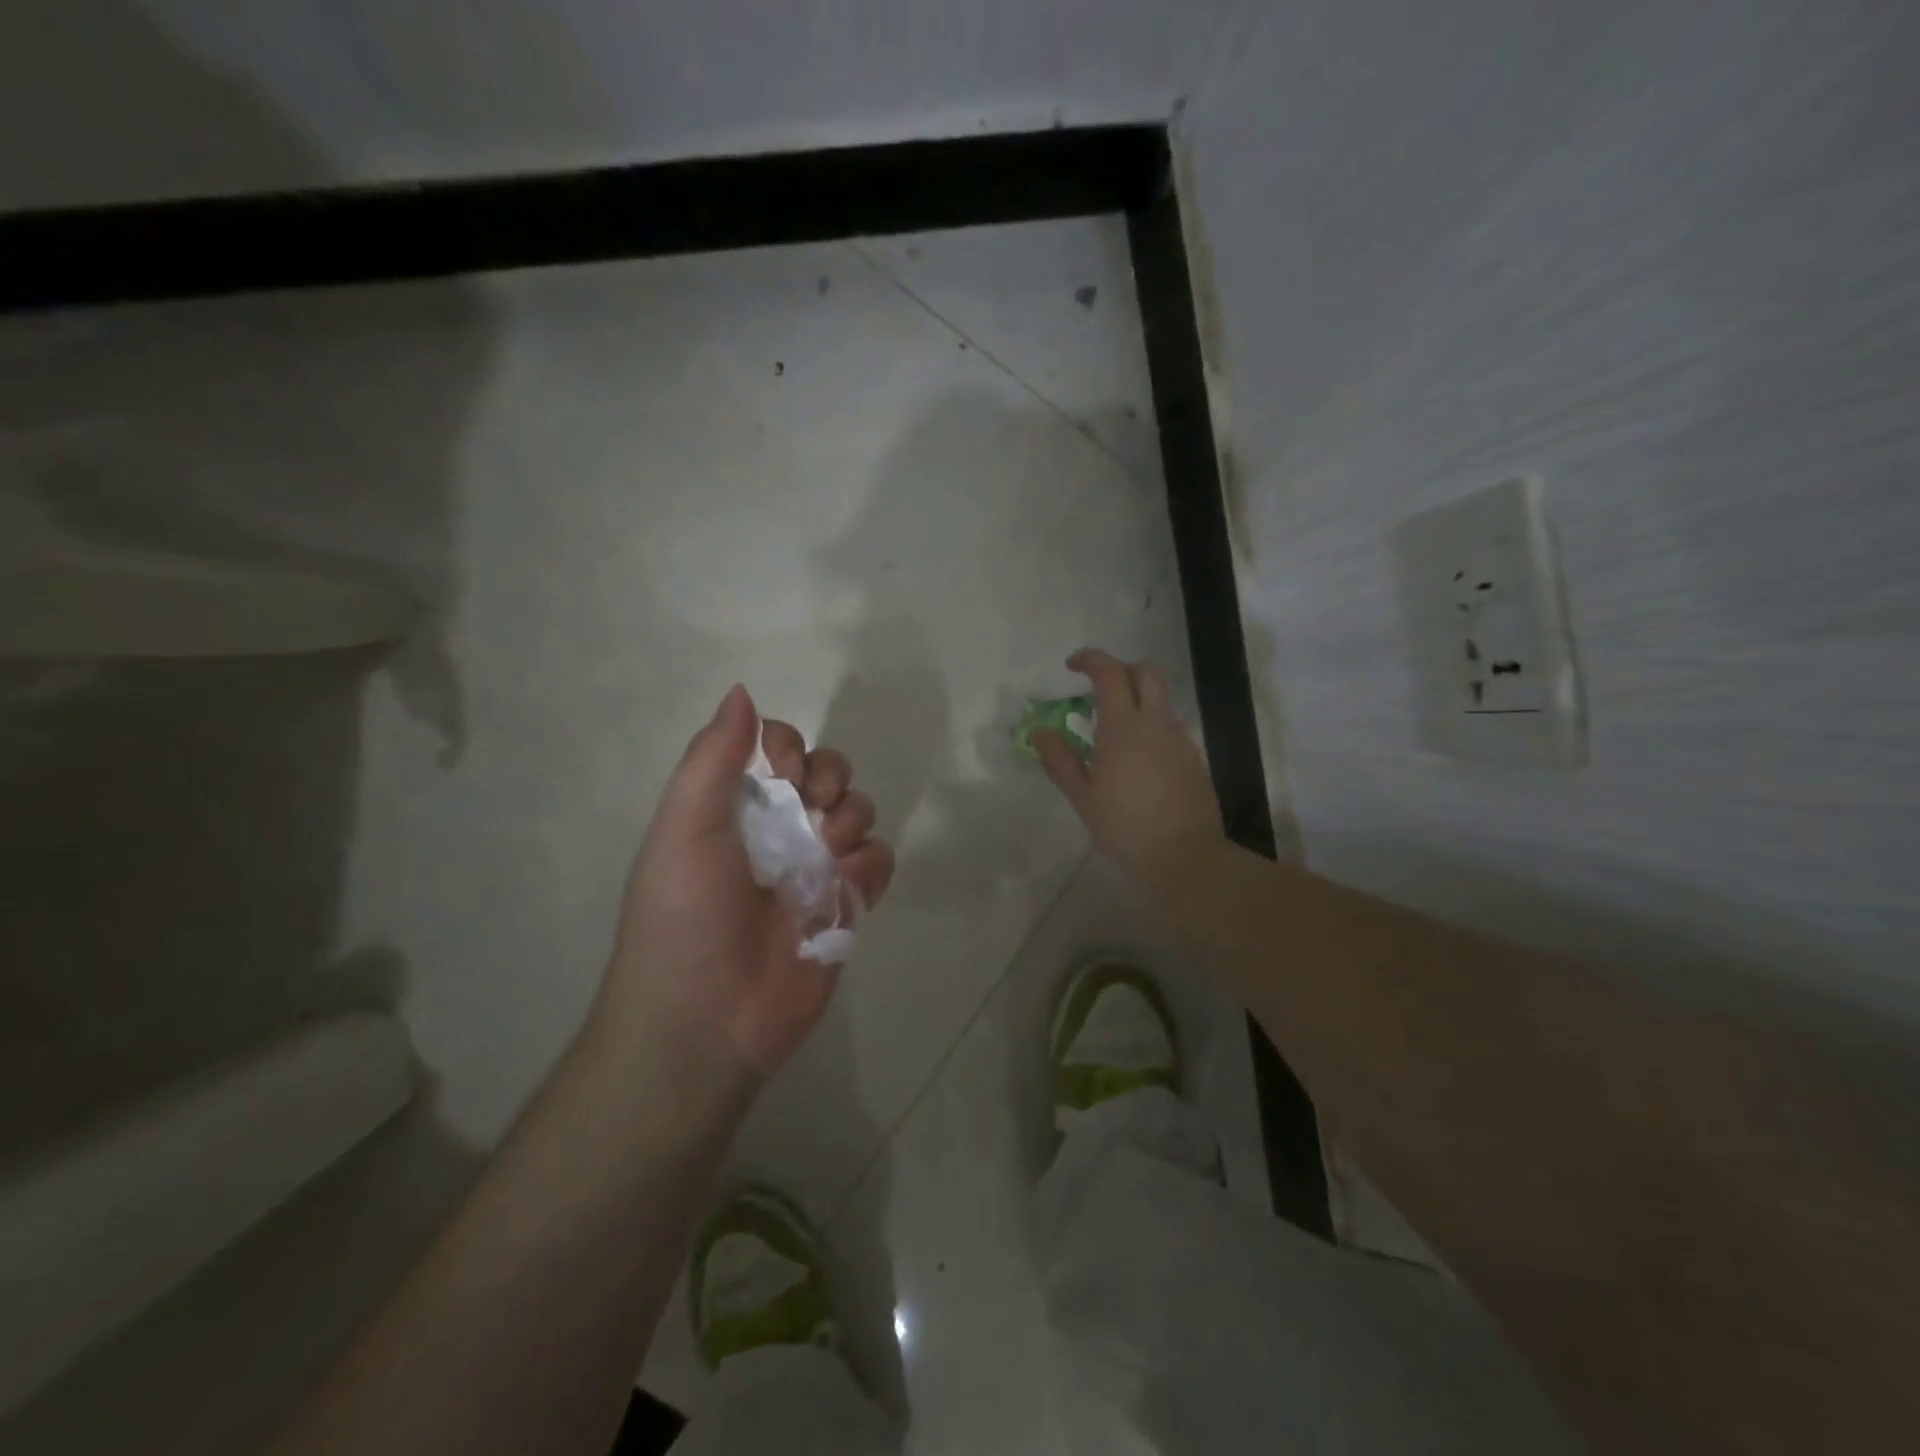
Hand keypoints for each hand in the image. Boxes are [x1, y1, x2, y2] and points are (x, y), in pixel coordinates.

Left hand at [596, 685, 894, 1097]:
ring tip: (828, 856)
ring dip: (851, 819)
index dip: (790, 744)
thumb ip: (713, 758)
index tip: (784, 768)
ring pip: (859, 811)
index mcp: (736, 806)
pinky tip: (846, 888)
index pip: (778, 746)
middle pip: (828, 771)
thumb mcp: (684, 828)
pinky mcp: (847, 905)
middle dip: (831, 776)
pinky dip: (870, 866)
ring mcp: (816, 868)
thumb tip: (742, 691)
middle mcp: (779, 830)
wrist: (706, 1020)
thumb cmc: (686, 916)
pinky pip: (879, 861)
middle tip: (814, 808)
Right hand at [1035, 648, 1222, 888]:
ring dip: (1138, 698)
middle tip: (1097, 689)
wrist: (1183, 857)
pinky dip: (1152, 725)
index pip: (1110, 673)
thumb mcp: (1082, 797)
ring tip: (1115, 728)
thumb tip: (1040, 732)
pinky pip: (1171, 726)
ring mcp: (1180, 739)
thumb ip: (1060, 760)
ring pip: (1162, 699)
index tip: (1071, 665)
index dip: (1091, 660)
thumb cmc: (1124, 828)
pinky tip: (1138, 757)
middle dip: (1121, 669)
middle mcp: (1156, 724)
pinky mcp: (1194, 758)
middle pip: (1146, 672)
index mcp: (1124, 728)